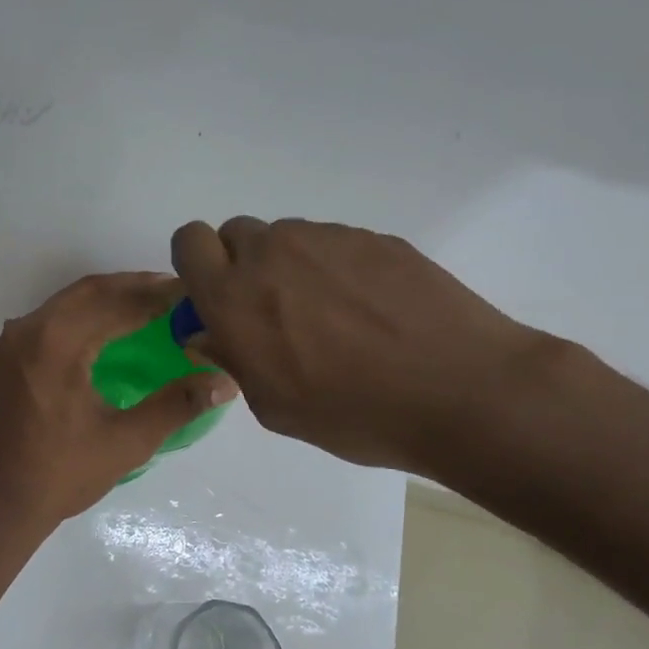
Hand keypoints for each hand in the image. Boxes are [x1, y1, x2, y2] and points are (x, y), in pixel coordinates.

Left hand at [0, 273, 238, 531]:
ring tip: (138, 307)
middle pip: (86, 293)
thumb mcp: (127, 442)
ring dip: (100, 301)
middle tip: (168, 291)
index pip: (115, 303)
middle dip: (129, 288)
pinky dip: (73, 321)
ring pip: (60, 307)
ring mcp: (5, 346)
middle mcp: (25, 331)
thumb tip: (225, 381)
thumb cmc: (62, 474)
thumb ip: (177, 405)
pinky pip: (40, 327)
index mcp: (56, 343)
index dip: (155, 296)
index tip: (187, 292)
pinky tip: (94, 336)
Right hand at [171, 217, 543, 477]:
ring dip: (291, 267)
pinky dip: (338, 268)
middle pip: (235, 234)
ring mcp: (328, 239)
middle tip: (273, 310)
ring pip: (287, 238)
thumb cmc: (355, 413)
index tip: (216, 295)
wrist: (460, 390)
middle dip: (241, 264)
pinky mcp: (374, 237)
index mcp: (235, 296)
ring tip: (333, 315)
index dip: (196, 264)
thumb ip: (233, 358)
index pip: (188, 241)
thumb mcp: (275, 405)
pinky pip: (334, 244)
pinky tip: (372, 310)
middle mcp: (273, 253)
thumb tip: (211, 332)